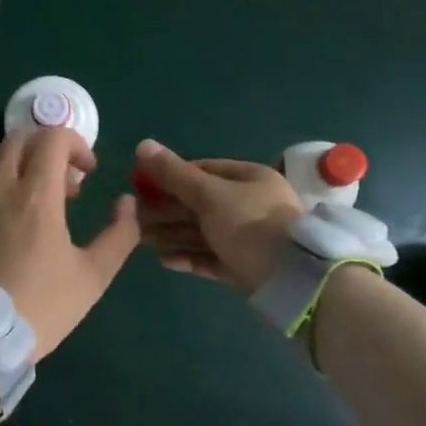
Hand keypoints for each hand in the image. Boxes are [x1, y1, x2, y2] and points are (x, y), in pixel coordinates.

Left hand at [0, 126, 140, 359]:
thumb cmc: (41, 306)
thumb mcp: (93, 276)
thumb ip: (119, 234)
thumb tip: (127, 203)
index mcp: (35, 195)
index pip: (52, 138)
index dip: (76, 144)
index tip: (88, 172)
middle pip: (20, 138)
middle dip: (48, 148)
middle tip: (66, 184)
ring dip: (23, 165)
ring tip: (41, 203)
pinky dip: (2, 188)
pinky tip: (12, 225)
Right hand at [132, 139, 305, 292]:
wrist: (292, 281)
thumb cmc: (250, 225)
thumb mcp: (209, 195)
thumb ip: (174, 174)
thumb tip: (142, 145)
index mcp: (249, 179)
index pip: (204, 169)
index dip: (171, 176)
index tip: (142, 185)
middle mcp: (251, 205)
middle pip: (200, 203)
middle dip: (166, 209)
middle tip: (133, 217)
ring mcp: (249, 239)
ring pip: (203, 232)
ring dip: (172, 234)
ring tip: (140, 240)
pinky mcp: (246, 268)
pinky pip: (211, 258)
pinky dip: (188, 257)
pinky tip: (163, 260)